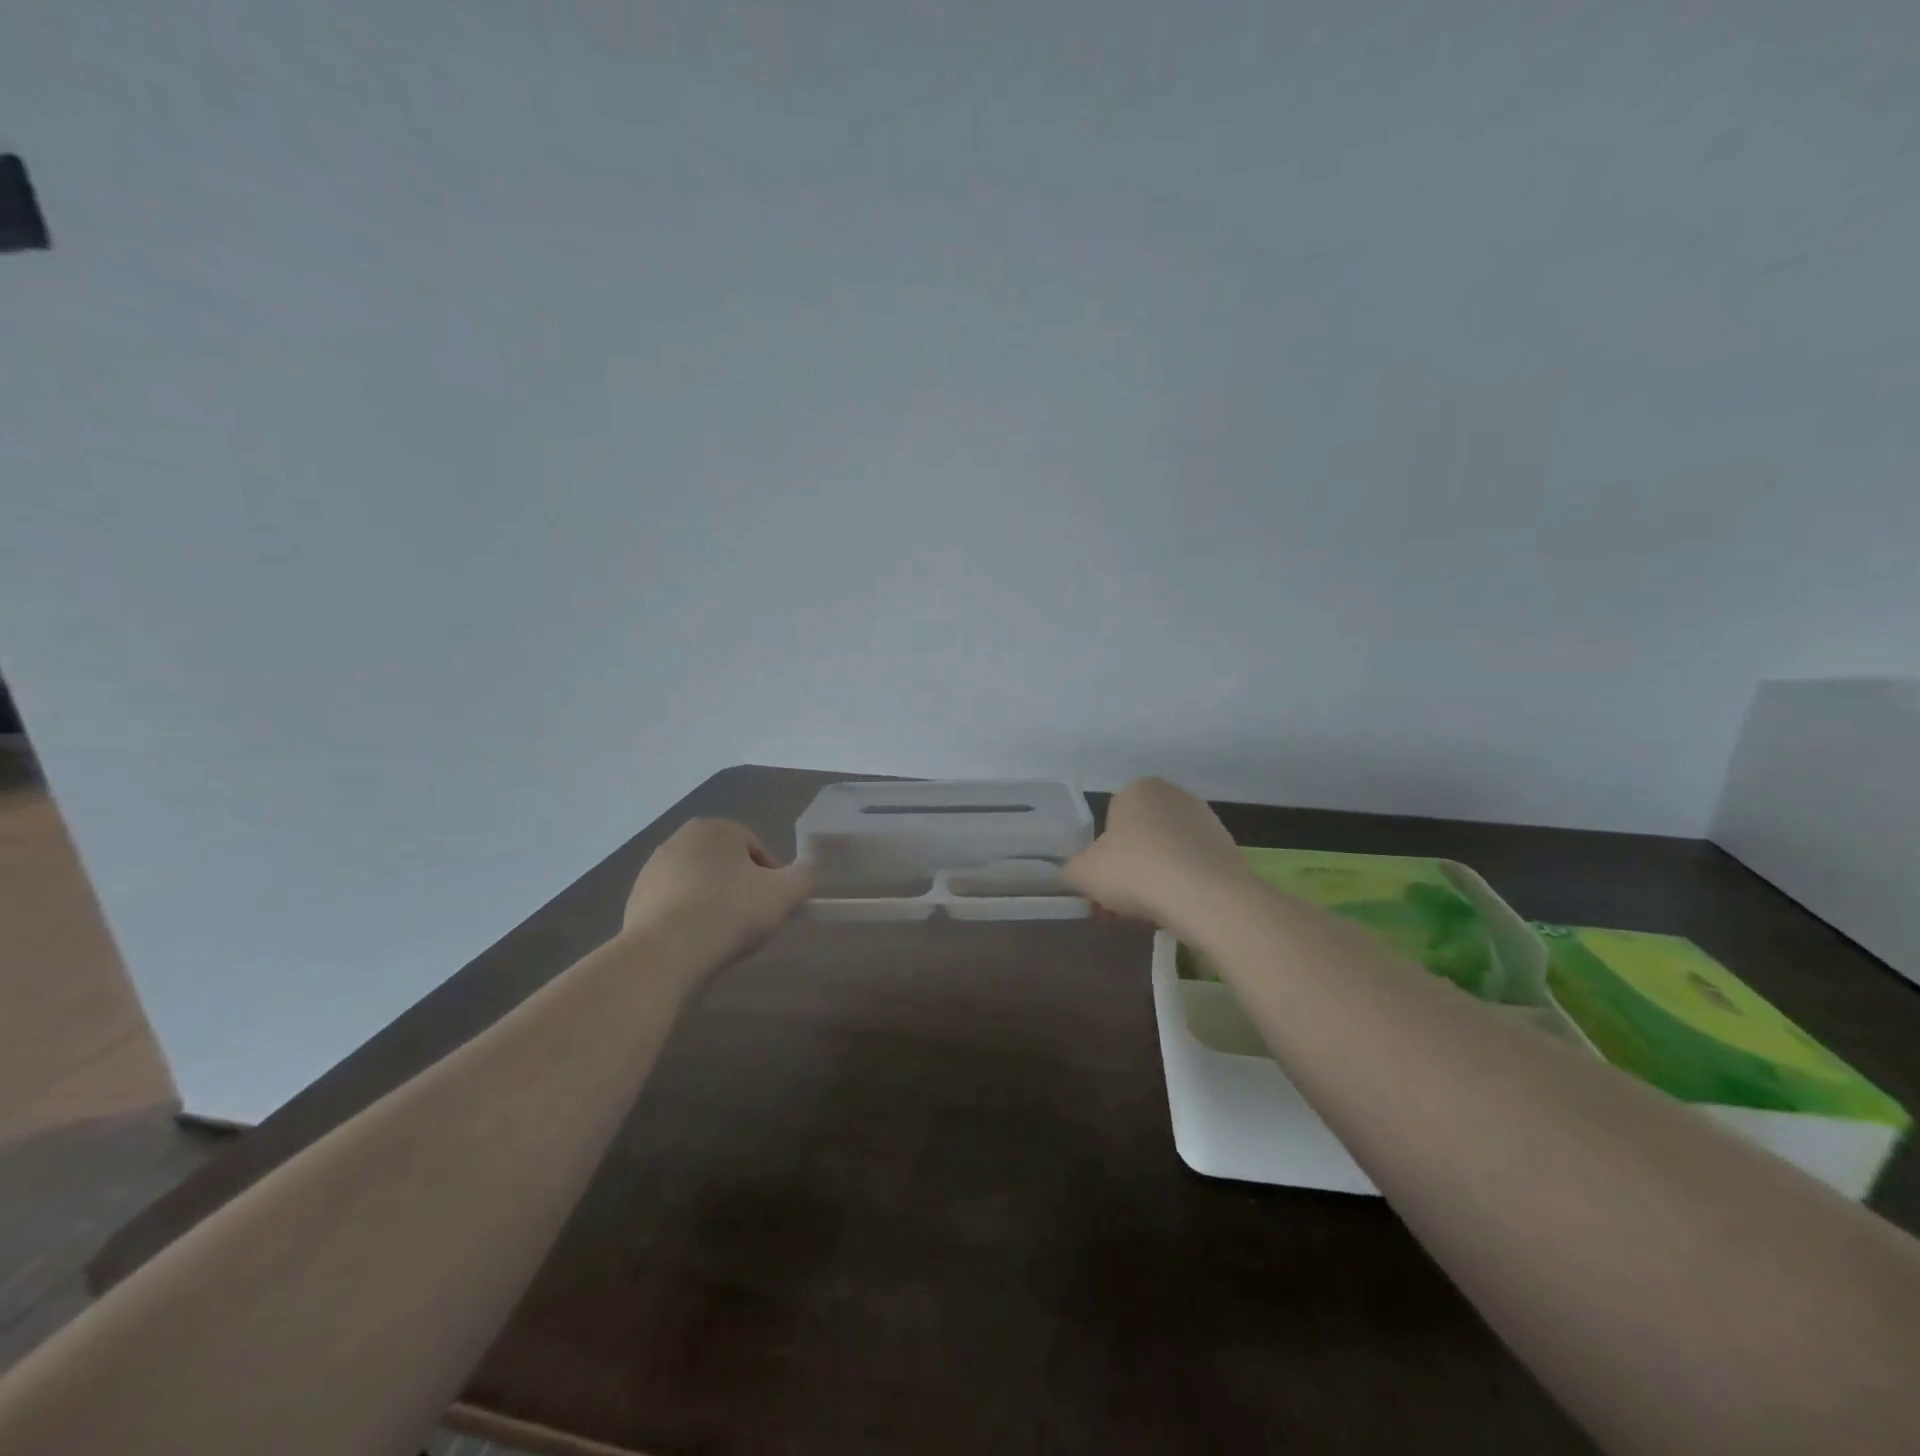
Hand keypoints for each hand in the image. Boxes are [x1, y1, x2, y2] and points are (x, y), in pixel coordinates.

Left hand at [623, 818, 812, 965]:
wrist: (665, 953)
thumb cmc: (731, 912)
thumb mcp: (785, 894)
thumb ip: (803, 877)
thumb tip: (804, 873)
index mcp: (717, 827)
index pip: (758, 849)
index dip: (773, 879)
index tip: (775, 906)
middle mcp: (680, 839)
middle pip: (726, 865)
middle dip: (740, 888)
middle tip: (752, 921)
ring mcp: (652, 870)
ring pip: (699, 885)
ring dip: (713, 904)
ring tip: (724, 937)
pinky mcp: (634, 901)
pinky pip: (674, 907)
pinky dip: (688, 921)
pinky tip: (696, 944)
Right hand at [1064, 777, 1251, 930]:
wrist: (1204, 896)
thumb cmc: (1135, 870)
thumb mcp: (1084, 873)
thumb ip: (1071, 870)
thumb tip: (1071, 874)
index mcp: (1138, 789)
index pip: (1112, 818)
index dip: (1104, 852)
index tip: (1104, 880)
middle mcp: (1174, 795)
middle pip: (1142, 834)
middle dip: (1132, 864)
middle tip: (1122, 898)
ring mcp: (1206, 820)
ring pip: (1169, 851)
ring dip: (1158, 875)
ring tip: (1150, 910)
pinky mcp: (1229, 848)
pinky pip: (1194, 867)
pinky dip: (1184, 885)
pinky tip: (1178, 909)